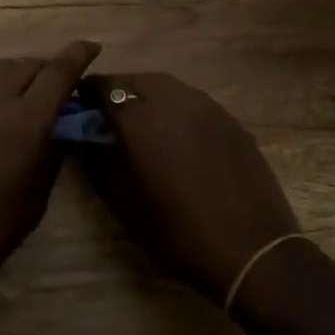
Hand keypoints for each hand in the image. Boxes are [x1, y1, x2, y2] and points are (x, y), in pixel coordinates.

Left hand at [0, 40, 100, 318]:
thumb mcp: (34, 200)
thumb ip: (50, 156)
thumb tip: (60, 131)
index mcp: (24, 123)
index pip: (57, 74)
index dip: (78, 56)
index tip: (93, 46)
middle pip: (28, 65)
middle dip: (51, 68)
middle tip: (65, 88)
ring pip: (1, 68)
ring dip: (23, 72)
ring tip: (36, 94)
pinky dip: (1, 85)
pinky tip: (7, 110)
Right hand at [80, 71, 299, 303]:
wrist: (254, 254)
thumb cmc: (179, 233)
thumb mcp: (124, 203)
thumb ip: (97, 161)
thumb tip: (84, 138)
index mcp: (141, 118)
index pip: (104, 86)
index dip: (87, 94)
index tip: (80, 110)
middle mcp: (173, 100)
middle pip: (136, 80)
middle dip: (119, 92)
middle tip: (111, 119)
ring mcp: (208, 108)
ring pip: (168, 88)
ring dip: (149, 97)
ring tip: (144, 126)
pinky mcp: (231, 121)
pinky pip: (194, 103)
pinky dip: (177, 111)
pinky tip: (180, 140)